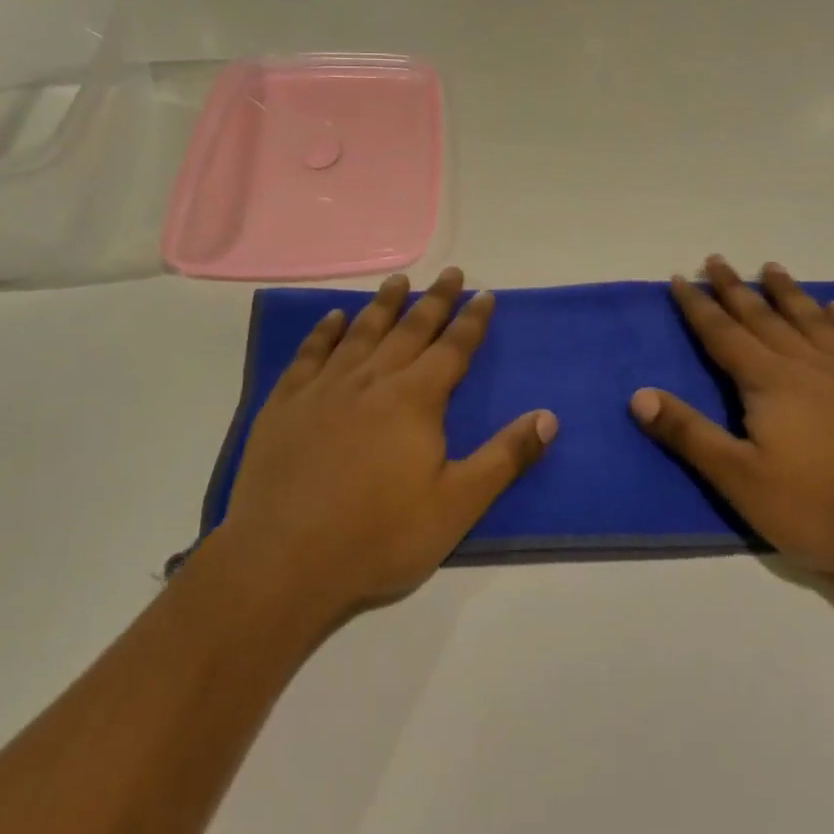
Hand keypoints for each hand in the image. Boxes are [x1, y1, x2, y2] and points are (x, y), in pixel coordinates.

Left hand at [216, 267, 557, 619]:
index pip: (453, 348)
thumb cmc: (379, 536)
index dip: (472, 321)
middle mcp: (372, 380)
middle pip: (410, 329)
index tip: (484, 293)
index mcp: (415, 400)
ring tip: (398, 280)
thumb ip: (505, 457)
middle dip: (434, 300)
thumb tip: (549, 416)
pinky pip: (309, 354)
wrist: (284, 560)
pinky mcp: (286, 404)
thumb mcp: (457, 505)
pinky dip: (324, 332)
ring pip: (361, 333)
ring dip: (383, 304)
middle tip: (450, 272)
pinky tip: (334, 318)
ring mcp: (324, 388)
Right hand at [630, 257, 833, 594]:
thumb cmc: (824, 509)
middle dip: (734, 288)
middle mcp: (809, 363)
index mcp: (769, 382)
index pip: (722, 334)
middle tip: (716, 260)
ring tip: (771, 268)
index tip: (678, 278)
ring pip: (812, 318)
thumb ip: (690, 434)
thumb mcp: (742, 481)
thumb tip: (639, 394)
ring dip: (787, 292)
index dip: (697, 306)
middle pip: (763, 316)